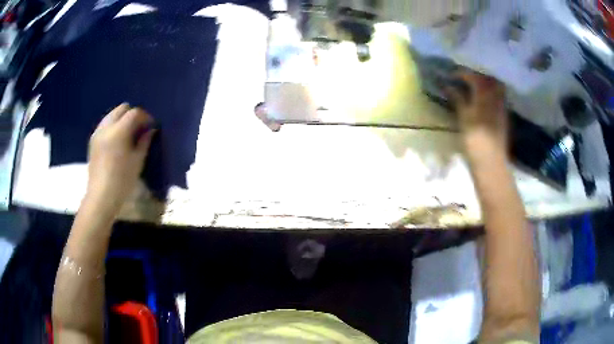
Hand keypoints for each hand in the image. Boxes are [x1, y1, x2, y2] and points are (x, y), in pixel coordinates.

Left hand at [86, 103, 155, 213]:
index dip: (145, 117)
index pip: (134, 113)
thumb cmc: (122, 181)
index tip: (151, 126)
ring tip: (128, 134)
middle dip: (132, 114)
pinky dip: (113, 126)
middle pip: (121, 109)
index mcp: (118, 131)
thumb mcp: (137, 161)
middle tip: (139, 128)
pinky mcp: (93, 140)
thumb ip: (144, 142)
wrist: (101, 197)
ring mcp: (97, 133)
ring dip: (122, 119)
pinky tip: (117, 140)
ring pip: (112, 115)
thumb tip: (150, 130)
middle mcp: (106, 127)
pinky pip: (105, 124)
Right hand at [445, 71, 507, 155]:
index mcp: (484, 96)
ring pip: (495, 87)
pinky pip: (499, 97)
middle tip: (466, 76)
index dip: (462, 73)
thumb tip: (448, 86)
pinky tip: (483, 98)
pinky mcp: (504, 116)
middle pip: (488, 78)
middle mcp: (496, 97)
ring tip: (474, 85)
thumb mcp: (463, 118)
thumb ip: (458, 99)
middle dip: (477, 74)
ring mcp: (502, 106)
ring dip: (485, 83)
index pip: (474, 76)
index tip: (451, 75)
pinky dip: (491, 93)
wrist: (491, 163)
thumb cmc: (474, 140)